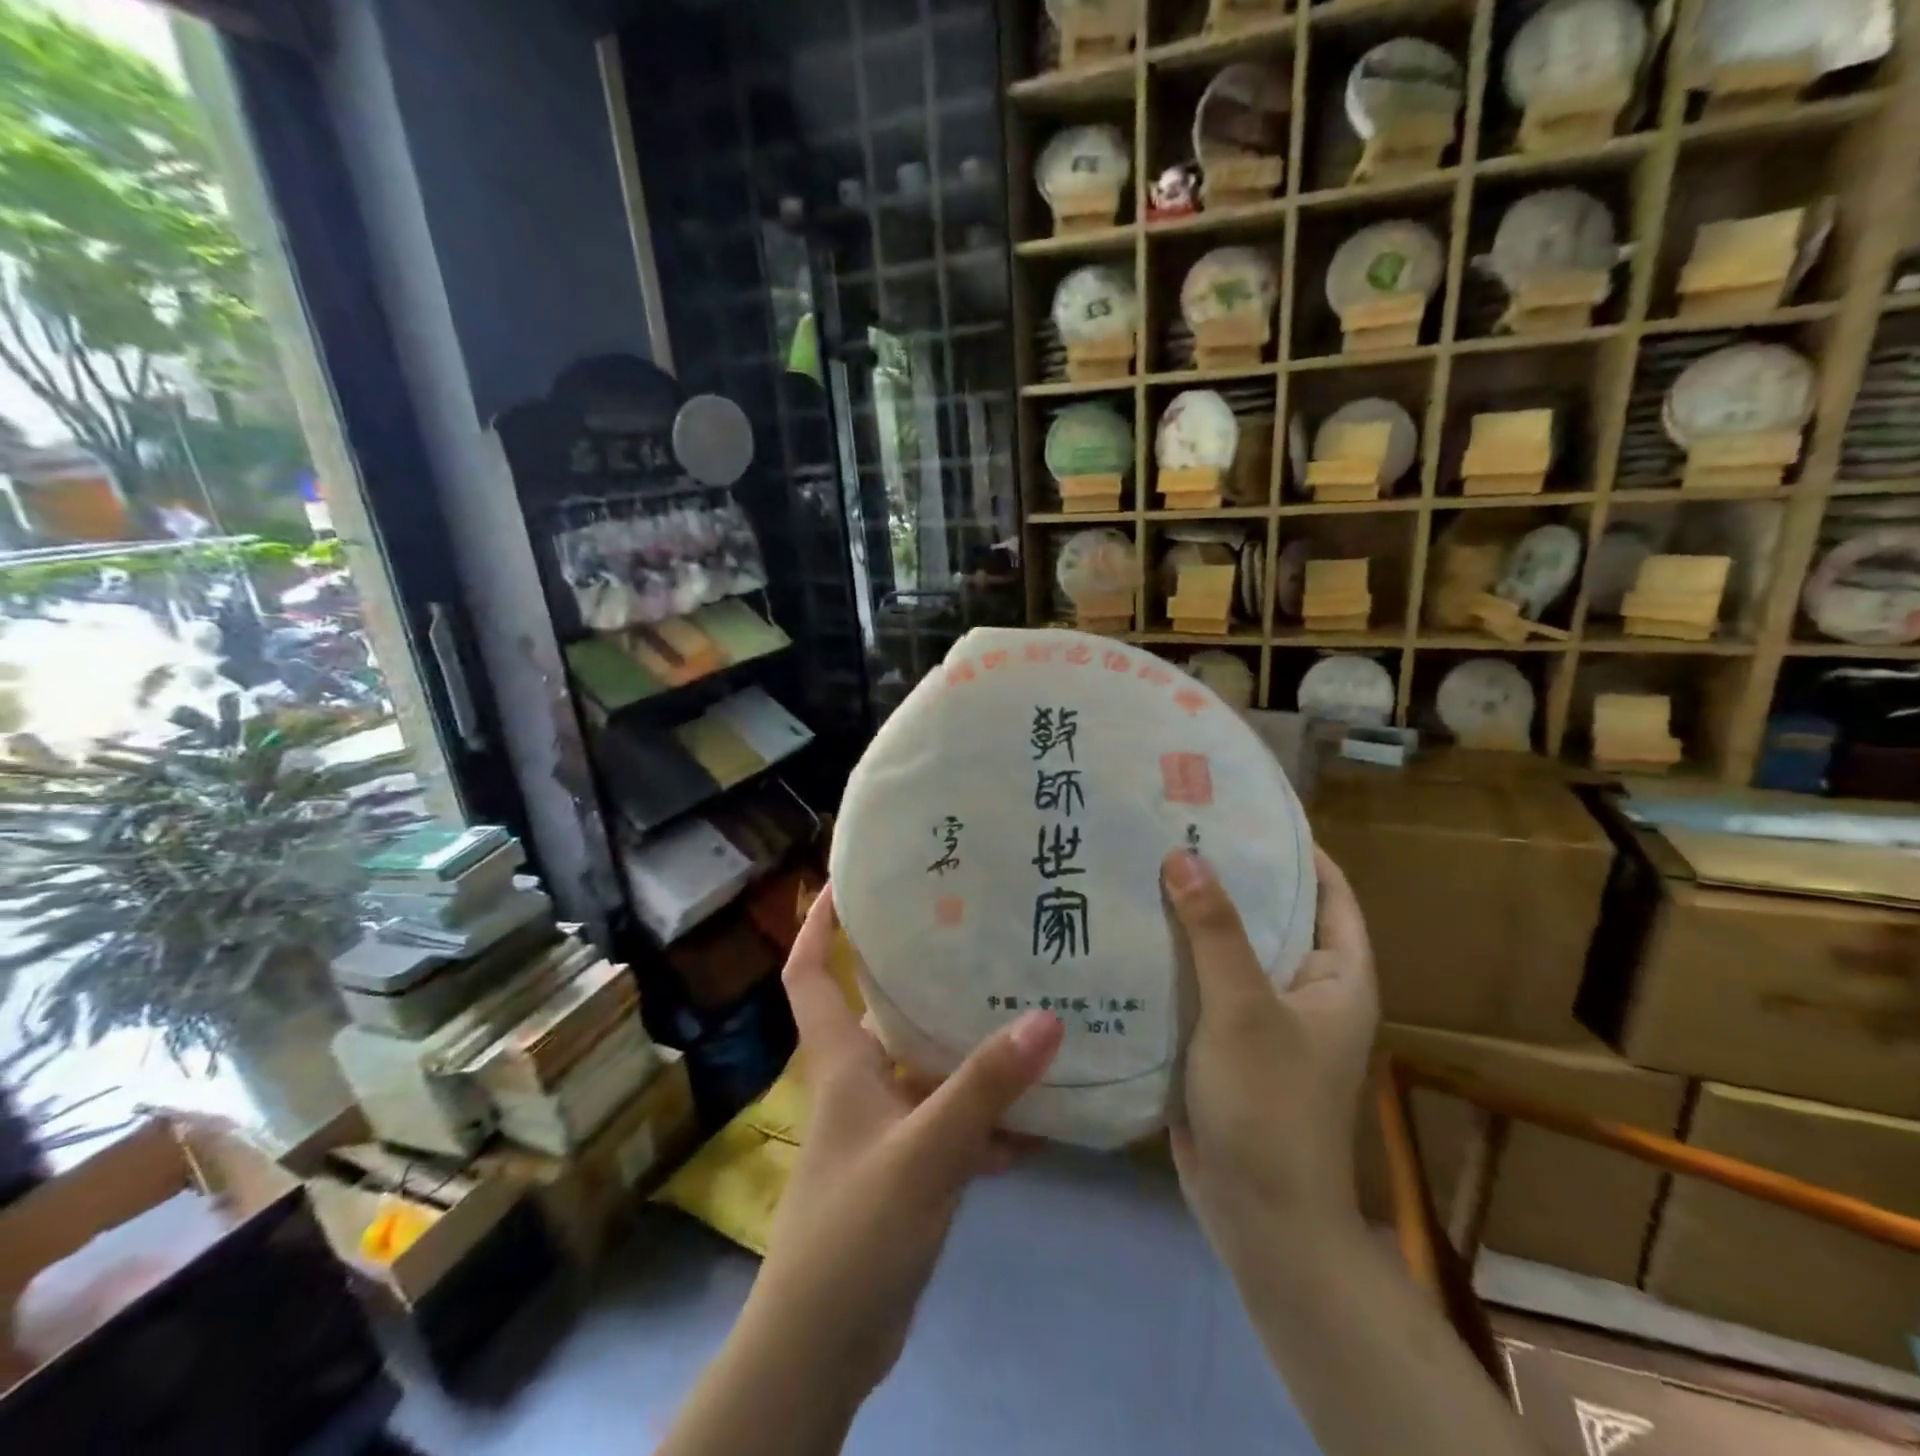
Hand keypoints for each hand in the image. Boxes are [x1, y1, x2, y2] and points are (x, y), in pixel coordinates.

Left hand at [753, 885, 1064, 1396]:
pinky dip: (985, 1121)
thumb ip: (984, 1087)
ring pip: (927, 1070)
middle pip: (884, 1012)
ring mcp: (883, 1128)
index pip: (809, 975)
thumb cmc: (855, 1229)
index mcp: (841, 1062)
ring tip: (1026, 1016)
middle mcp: (858, 1083)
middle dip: (923, 977)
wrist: (825, 1346)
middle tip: (978, 939)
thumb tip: (1046, 1017)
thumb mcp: (925, 1151)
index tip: (846, 883)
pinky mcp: (907, 1169)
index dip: (818, 926)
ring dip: (969, 1054)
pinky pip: (950, 1125)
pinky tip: (1037, 1121)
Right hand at [1161, 846, 1378, 1256]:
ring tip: (1140, 863)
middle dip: (1226, 873)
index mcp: (1336, 975)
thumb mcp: (1245, 1009)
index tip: (1240, 807)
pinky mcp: (1220, 1038)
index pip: (1326, 889)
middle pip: (1268, 913)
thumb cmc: (1270, 1106)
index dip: (1292, 846)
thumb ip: (1215, 931)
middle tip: (1172, 827)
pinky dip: (1171, 955)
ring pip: (1226, 947)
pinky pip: (1198, 981)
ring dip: (1191, 913)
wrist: (1256, 1216)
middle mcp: (1302, 987)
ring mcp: (1259, 1014)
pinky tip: (1126, 927)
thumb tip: (1184, 854)